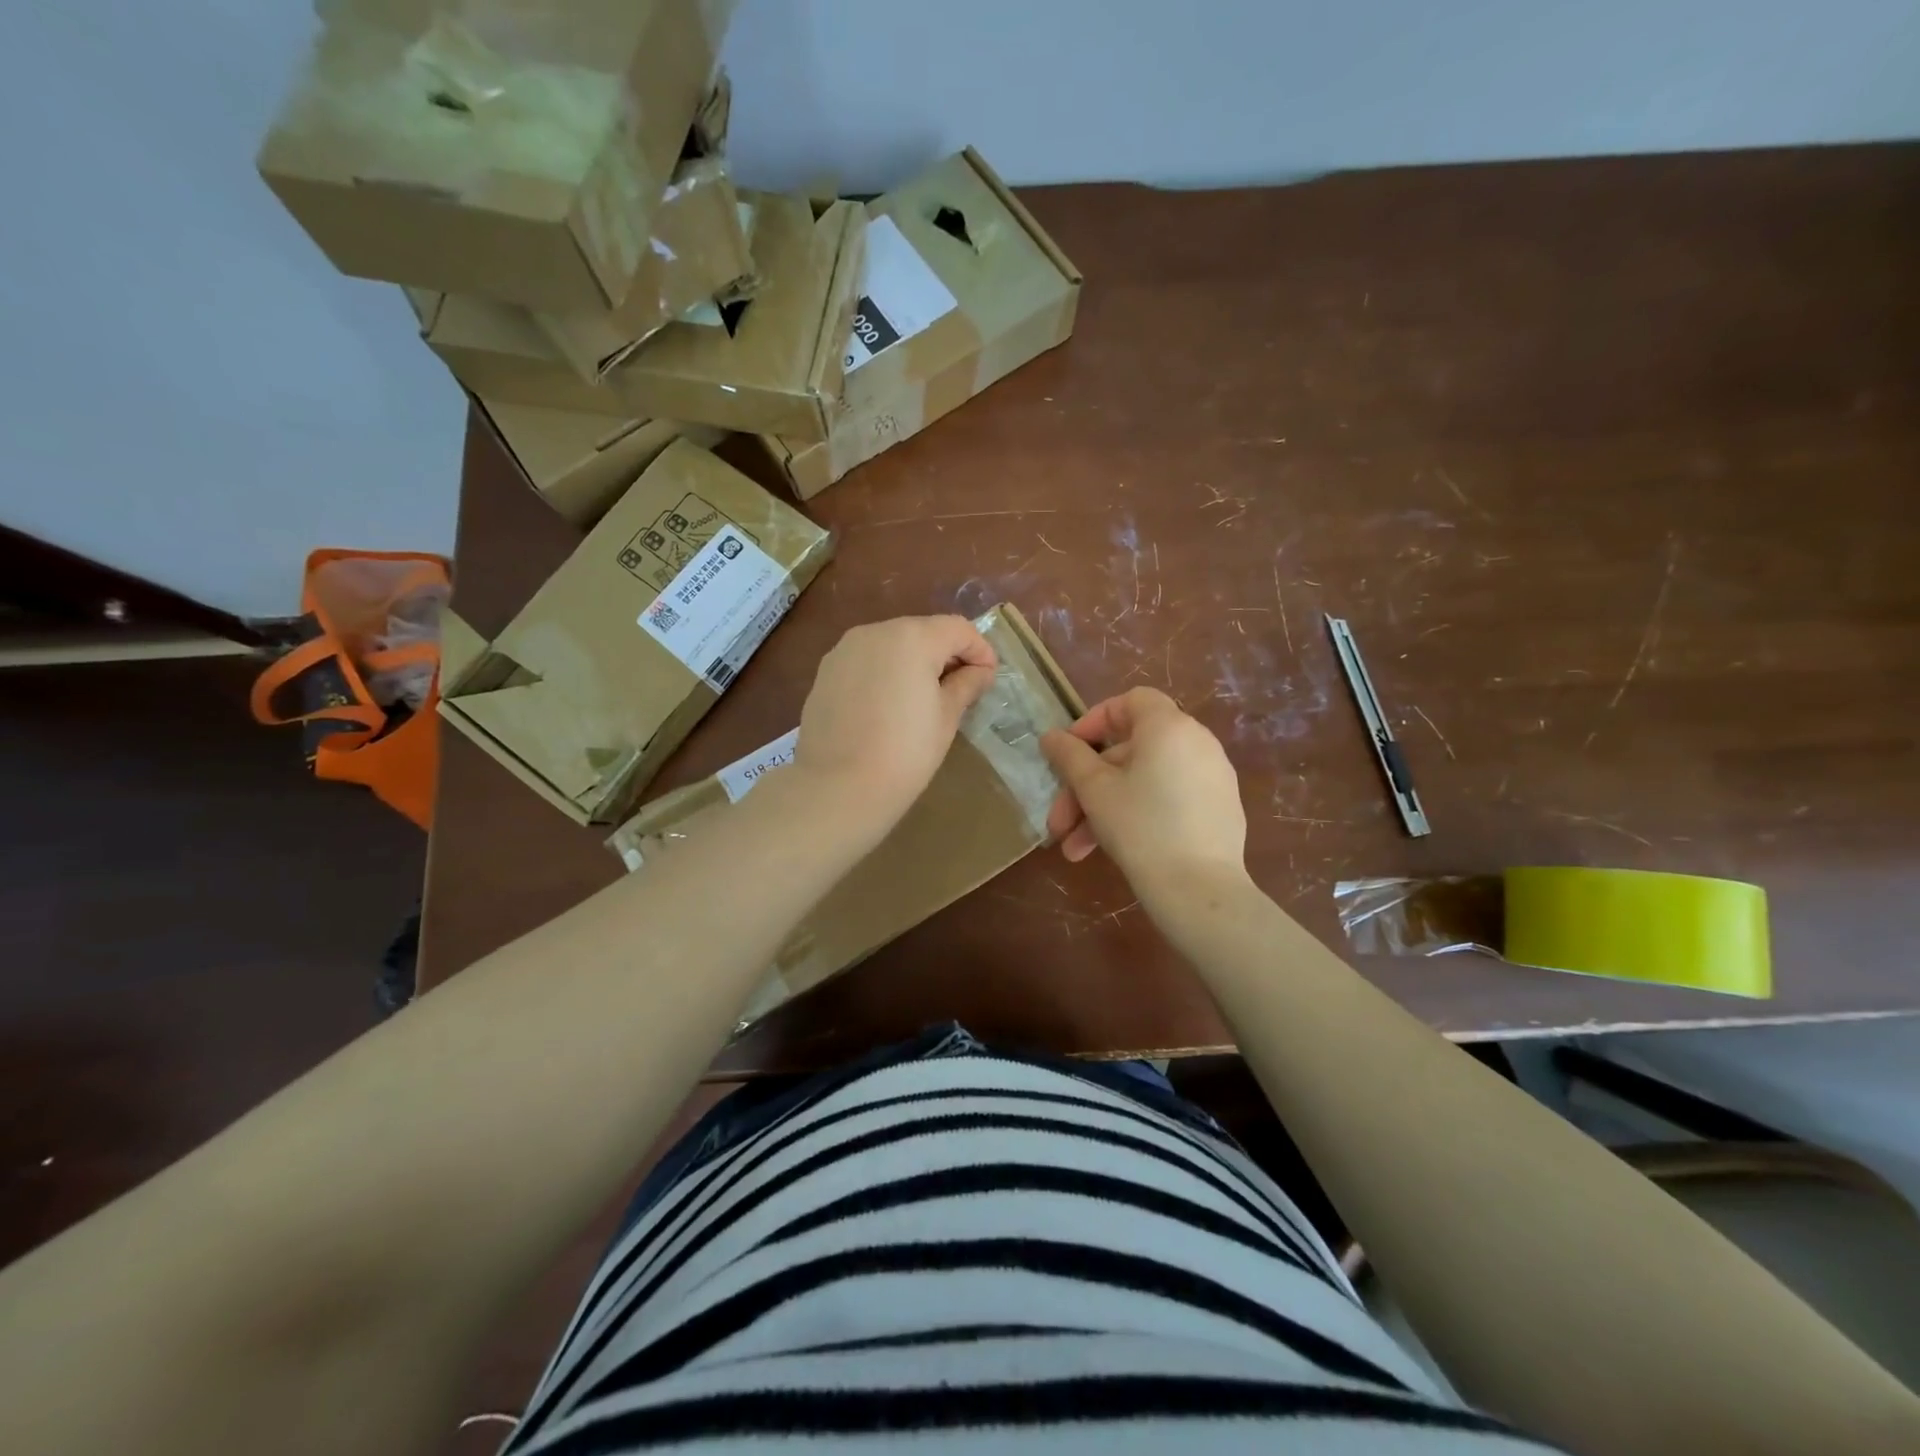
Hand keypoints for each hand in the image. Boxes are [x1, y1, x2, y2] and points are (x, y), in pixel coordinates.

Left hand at [795, 615, 997, 825]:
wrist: (837, 787)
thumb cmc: (905, 752)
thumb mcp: (946, 718)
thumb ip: (966, 685)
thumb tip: (980, 672)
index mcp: (912, 638)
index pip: (958, 629)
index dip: (980, 651)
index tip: (988, 679)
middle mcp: (875, 632)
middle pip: (923, 631)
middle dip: (946, 654)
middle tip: (960, 690)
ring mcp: (845, 650)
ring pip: (892, 645)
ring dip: (914, 662)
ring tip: (924, 699)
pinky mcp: (825, 671)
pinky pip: (866, 661)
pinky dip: (885, 673)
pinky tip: (889, 706)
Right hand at [1041, 687, 1248, 897]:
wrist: (1201, 892)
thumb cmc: (1141, 828)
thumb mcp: (1095, 791)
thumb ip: (1069, 757)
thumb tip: (1051, 736)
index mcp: (1169, 727)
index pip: (1130, 702)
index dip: (1093, 721)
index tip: (1068, 753)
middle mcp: (1196, 743)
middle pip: (1129, 752)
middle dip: (1086, 788)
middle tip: (1059, 824)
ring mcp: (1211, 778)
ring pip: (1143, 782)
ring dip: (1103, 810)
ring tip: (1076, 851)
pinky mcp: (1218, 809)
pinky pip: (1168, 799)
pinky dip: (1137, 814)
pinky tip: (1111, 851)